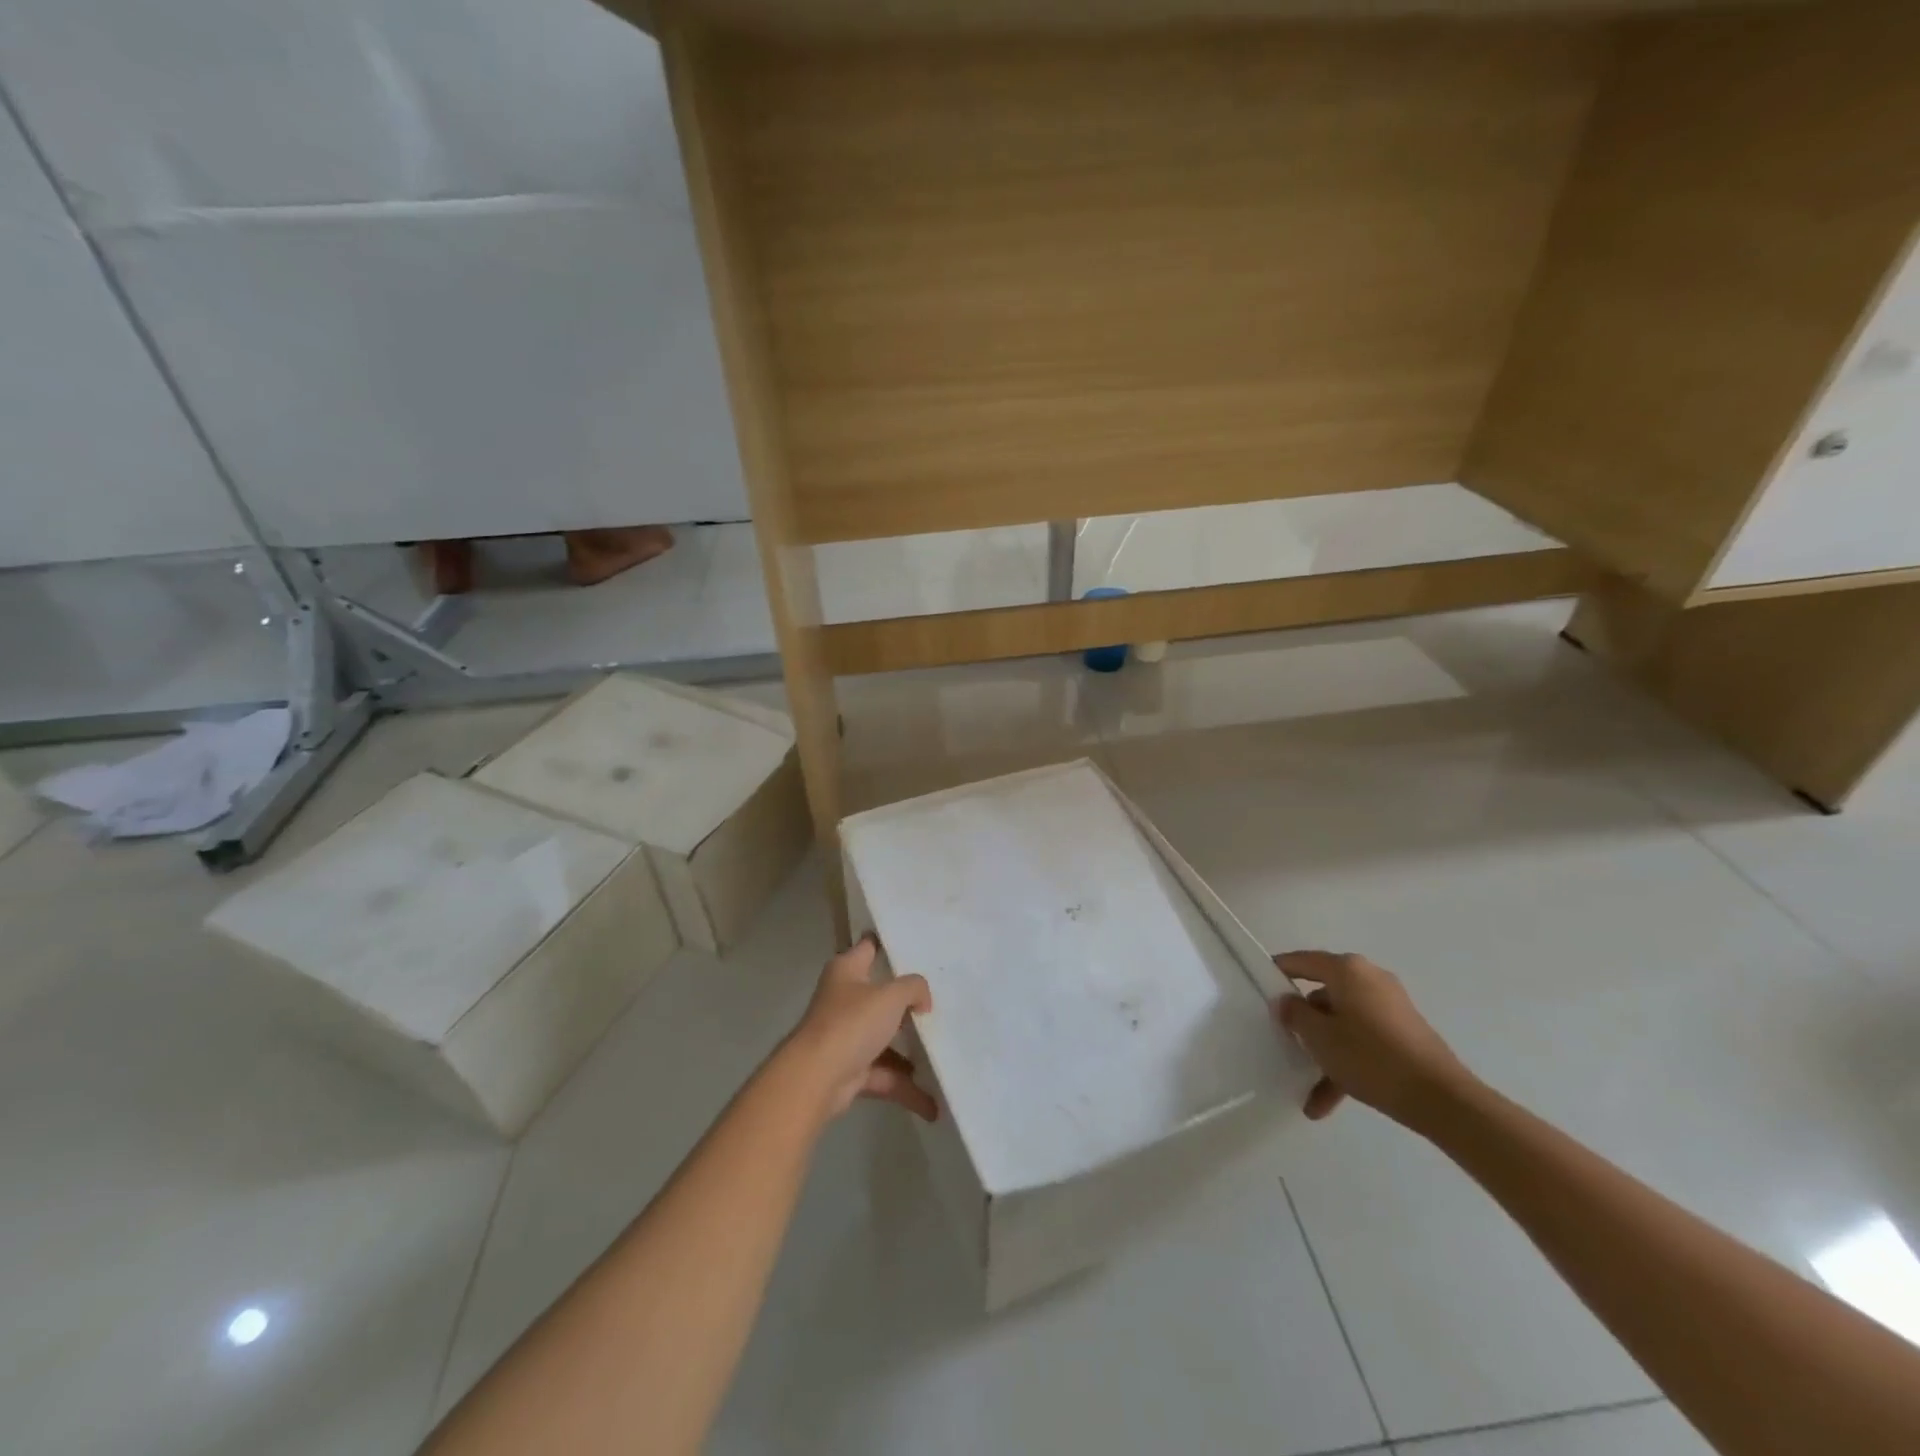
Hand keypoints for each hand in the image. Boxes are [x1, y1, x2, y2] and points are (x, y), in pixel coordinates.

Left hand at [780, 936, 936, 1122]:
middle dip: (908, 1003)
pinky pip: (885, 1075)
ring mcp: (846, 1036)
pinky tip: (933, 1103)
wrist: (816, 1078)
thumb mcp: (890, 995)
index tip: (913, 943)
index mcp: (847, 970)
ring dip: (911, 1052)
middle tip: (941, 1002)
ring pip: (885, 1038)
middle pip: (881, 995)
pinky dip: (906, 1088)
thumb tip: (922, 1001)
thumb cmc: (852, 1023)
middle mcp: (844, 999)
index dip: (886, 942)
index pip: (868, 946)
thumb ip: (913, 988)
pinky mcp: (851, 1070)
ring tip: (944, 1055)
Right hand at [1273, 951, 1475, 1127]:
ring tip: (1306, 1088)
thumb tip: (1286, 1001)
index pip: (1303, 961)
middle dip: (1305, 1023)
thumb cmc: (1370, 1057)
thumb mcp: (1319, 1037)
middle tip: (1284, 1040)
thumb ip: (1295, 1014)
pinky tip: (1327, 1101)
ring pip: (1343, 1024)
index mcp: (1348, 970)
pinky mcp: (1404, 1034)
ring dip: (1324, 1053)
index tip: (1259, 984)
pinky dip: (1346, 1065)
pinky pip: (1364, 1042)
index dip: (1279, 971)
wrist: (1441, 1099)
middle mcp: (1370, 980)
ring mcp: (1390, 1008)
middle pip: (1324, 995)